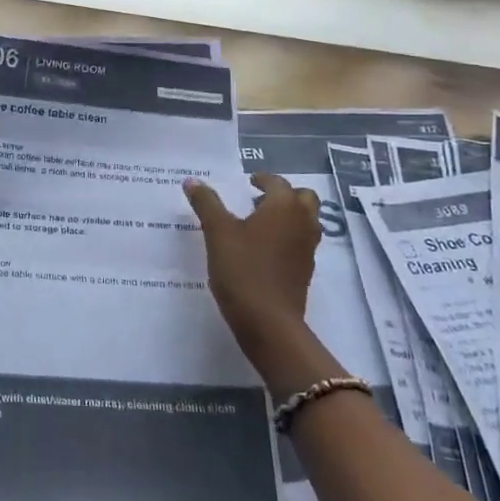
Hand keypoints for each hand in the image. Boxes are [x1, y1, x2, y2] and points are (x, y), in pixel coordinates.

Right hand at [184, 173, 327, 386]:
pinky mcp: (305, 271)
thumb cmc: (242, 269)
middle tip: (258, 200)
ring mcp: (307, 249)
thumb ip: (206, 203)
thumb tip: (192, 181)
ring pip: (306, 221)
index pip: (278, 183)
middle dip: (284, 194)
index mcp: (284, 207)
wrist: (267, 321)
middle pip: (304, 198)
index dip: (263, 179)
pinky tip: (263, 249)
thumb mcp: (217, 232)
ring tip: (259, 223)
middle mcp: (303, 223)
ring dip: (288, 216)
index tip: (248, 182)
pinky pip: (301, 243)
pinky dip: (288, 237)